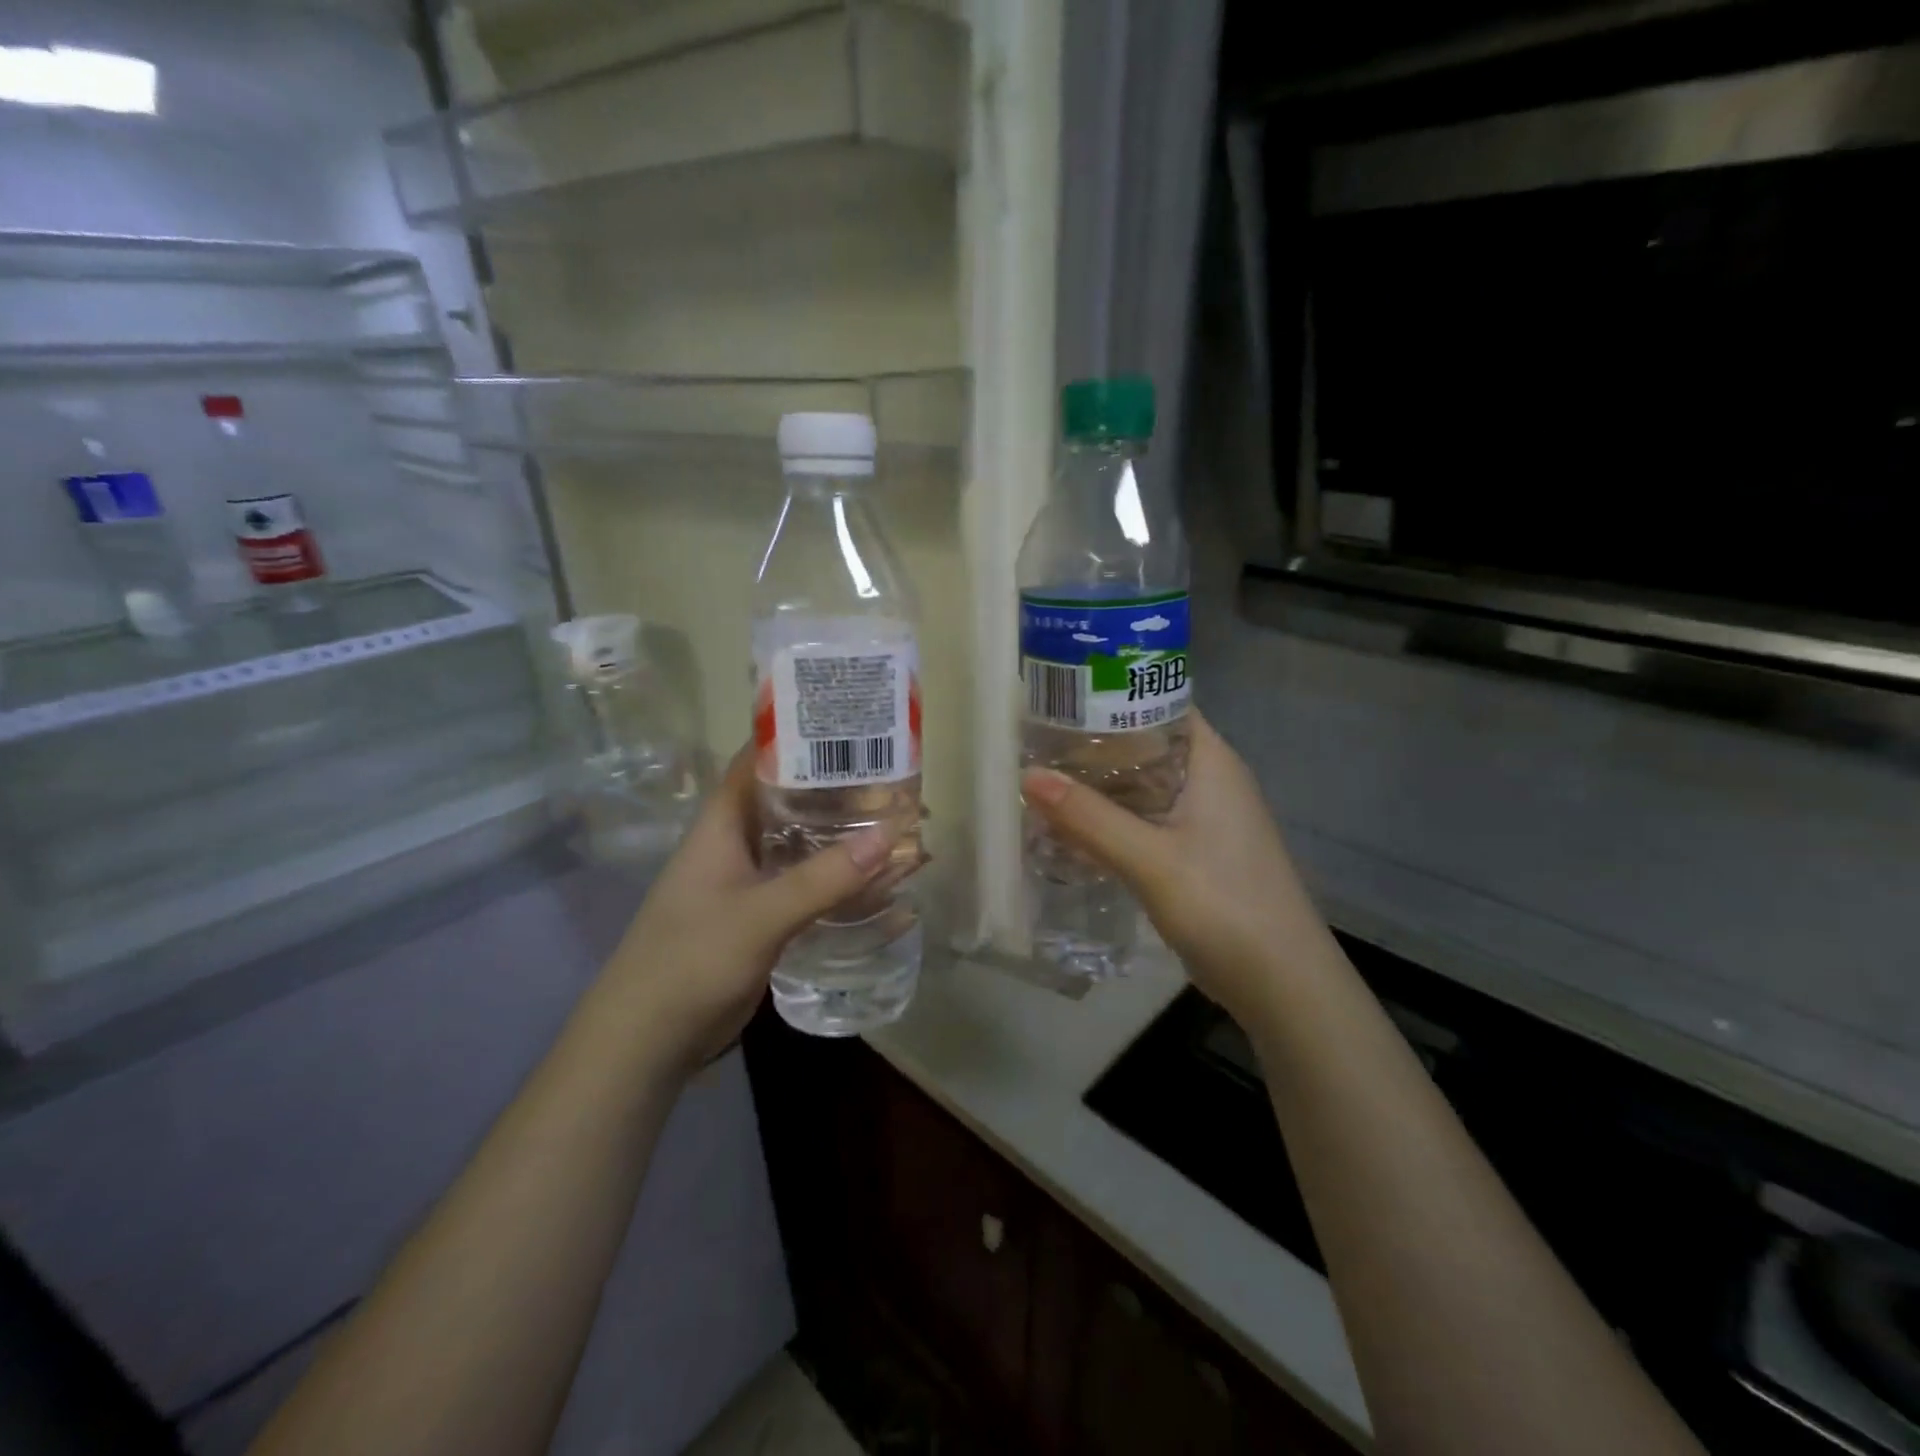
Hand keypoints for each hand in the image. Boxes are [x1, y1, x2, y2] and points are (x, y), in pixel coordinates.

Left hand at [601, 746, 908, 1072]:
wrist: (649, 1042)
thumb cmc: (690, 961)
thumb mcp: (760, 916)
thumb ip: (823, 879)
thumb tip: (890, 835)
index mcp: (724, 824)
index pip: (760, 761)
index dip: (800, 738)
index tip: (852, 726)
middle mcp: (739, 845)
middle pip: (795, 804)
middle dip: (842, 794)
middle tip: (899, 783)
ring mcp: (752, 884)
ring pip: (807, 849)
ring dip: (849, 842)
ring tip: (904, 831)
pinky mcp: (765, 919)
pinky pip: (811, 889)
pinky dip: (844, 884)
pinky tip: (884, 886)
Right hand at [1021, 711, 1340, 1025]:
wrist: (1283, 985)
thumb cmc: (1225, 905)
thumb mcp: (1150, 860)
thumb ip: (1089, 818)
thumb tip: (1027, 775)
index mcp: (1210, 762)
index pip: (1160, 702)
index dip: (1112, 693)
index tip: (1060, 696)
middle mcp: (1209, 781)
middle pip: (1144, 744)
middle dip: (1093, 743)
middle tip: (1036, 741)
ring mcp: (1204, 820)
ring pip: (1141, 786)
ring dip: (1099, 786)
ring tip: (1043, 780)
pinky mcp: (1195, 854)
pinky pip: (1144, 822)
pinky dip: (1111, 820)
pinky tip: (1071, 830)